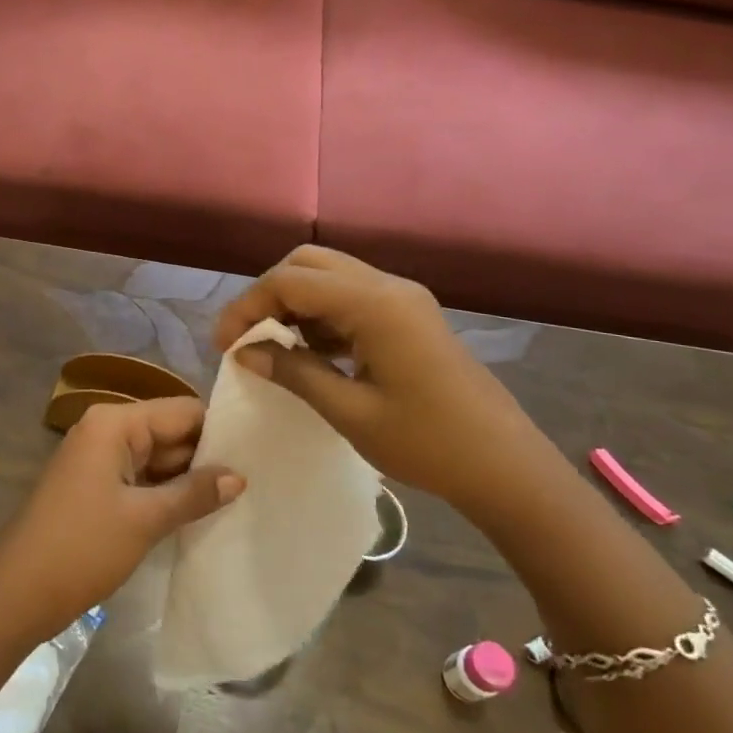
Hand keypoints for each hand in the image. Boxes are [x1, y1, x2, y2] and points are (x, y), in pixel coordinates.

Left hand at [0, 398, 242, 643]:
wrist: (19, 593)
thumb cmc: (82, 547)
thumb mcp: (145, 519)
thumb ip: (194, 493)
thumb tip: (240, 476)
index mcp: (114, 422)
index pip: (181, 410)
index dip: (218, 430)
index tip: (259, 452)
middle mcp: (106, 430)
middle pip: (169, 431)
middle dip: (207, 456)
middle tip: (258, 479)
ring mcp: (99, 459)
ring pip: (157, 458)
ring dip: (189, 478)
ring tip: (240, 497)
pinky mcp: (96, 486)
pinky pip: (141, 478)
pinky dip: (166, 493)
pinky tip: (200, 512)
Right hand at [212, 246, 560, 512]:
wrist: (508, 469)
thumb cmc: (429, 444)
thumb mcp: (350, 412)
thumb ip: (293, 372)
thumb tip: (243, 351)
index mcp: (375, 304)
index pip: (290, 281)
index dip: (248, 306)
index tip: (223, 344)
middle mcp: (388, 287)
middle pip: (308, 263)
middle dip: (269, 294)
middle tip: (248, 337)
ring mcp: (403, 299)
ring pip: (329, 276)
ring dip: (294, 302)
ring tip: (272, 346)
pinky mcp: (410, 316)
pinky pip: (350, 297)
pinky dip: (320, 314)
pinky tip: (310, 351)